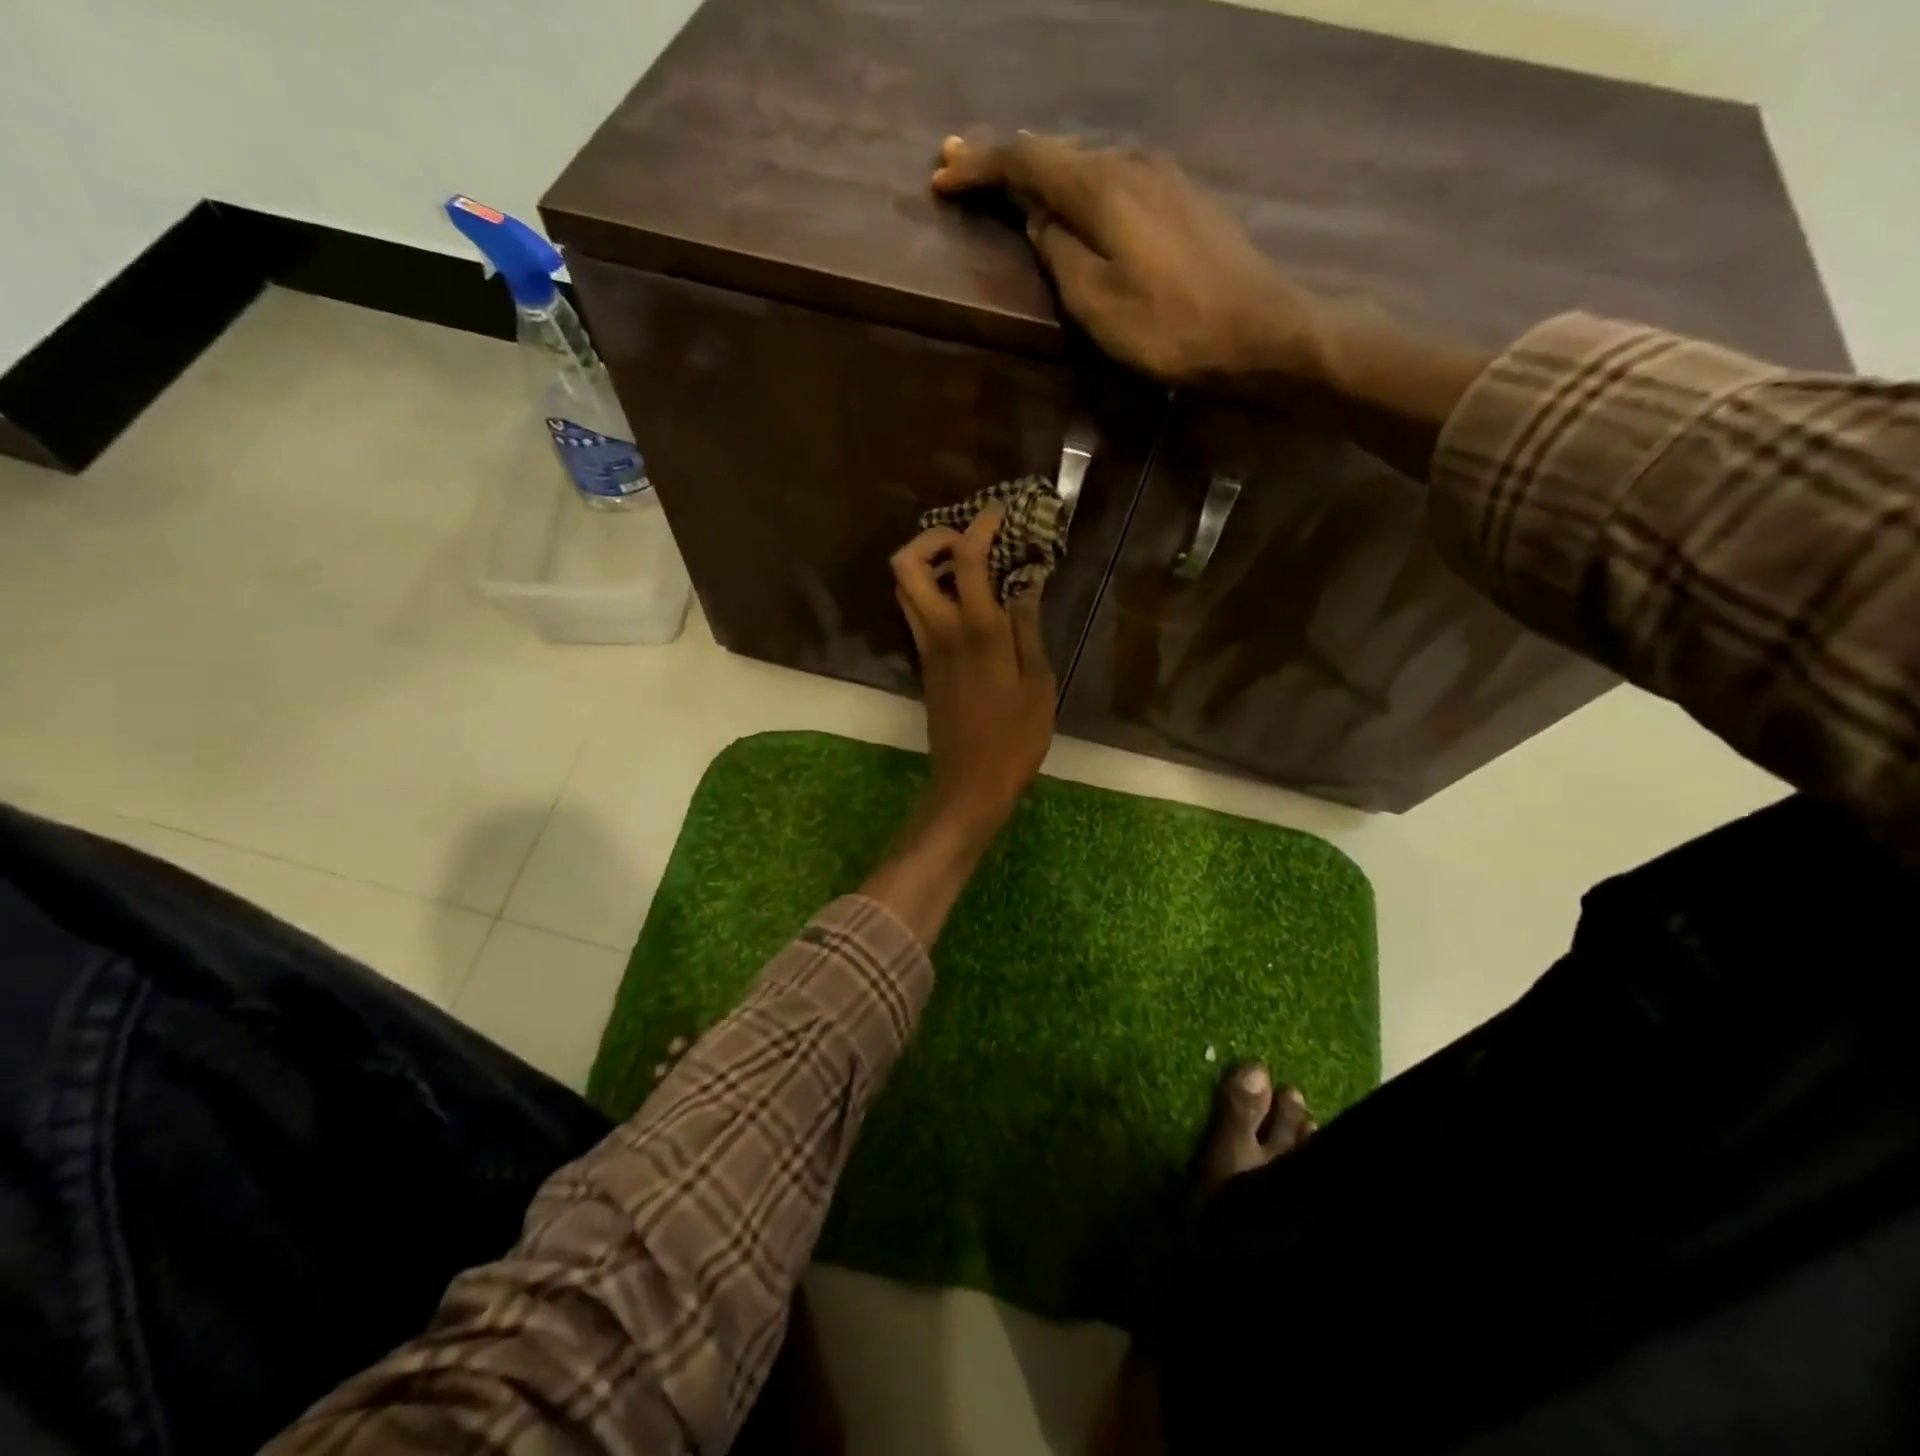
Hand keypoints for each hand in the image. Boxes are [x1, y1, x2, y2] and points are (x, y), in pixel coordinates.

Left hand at [891, 503, 1055, 842]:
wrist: (971, 781)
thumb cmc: (1015, 737)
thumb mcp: (1038, 682)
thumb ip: (1028, 627)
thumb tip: (1027, 582)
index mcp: (976, 631)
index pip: (965, 559)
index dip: (980, 526)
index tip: (999, 513)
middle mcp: (941, 631)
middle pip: (905, 566)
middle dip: (931, 539)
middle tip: (967, 541)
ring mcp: (926, 648)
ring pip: (903, 589)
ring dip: (926, 565)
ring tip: (967, 567)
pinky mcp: (924, 664)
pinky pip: (915, 612)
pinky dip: (931, 592)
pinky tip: (967, 602)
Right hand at [932, 131, 1493, 481]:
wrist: (1258, 331)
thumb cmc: (1170, 328)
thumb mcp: (1097, 303)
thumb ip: (1059, 255)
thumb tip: (1039, 221)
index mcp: (1102, 186)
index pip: (1026, 160)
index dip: (980, 166)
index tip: (941, 178)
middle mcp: (1130, 163)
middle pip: (1054, 150)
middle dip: (1001, 159)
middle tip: (958, 165)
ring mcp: (1160, 176)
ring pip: (1083, 162)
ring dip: (1039, 171)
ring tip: (1004, 183)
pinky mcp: (1180, 198)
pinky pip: (1111, 178)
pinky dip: (1075, 185)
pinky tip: (1066, 199)